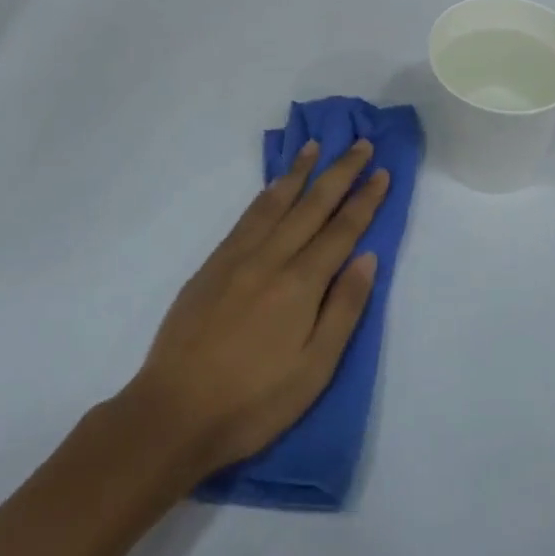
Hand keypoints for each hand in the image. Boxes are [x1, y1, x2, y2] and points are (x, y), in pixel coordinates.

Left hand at [123, 140, 388, 479]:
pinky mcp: (212, 264)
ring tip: (315, 146)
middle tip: (360, 144)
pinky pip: (247, 217)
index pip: (341, 230)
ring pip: (275, 202)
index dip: (364, 199)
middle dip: (340, 172)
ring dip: (299, 172)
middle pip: (312, 205)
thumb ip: (343, 310)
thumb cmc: (253, 402)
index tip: (381, 171)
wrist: (173, 411)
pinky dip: (265, 194)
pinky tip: (273, 187)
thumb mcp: (314, 370)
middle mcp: (271, 258)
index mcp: (300, 284)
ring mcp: (237, 257)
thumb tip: (367, 257)